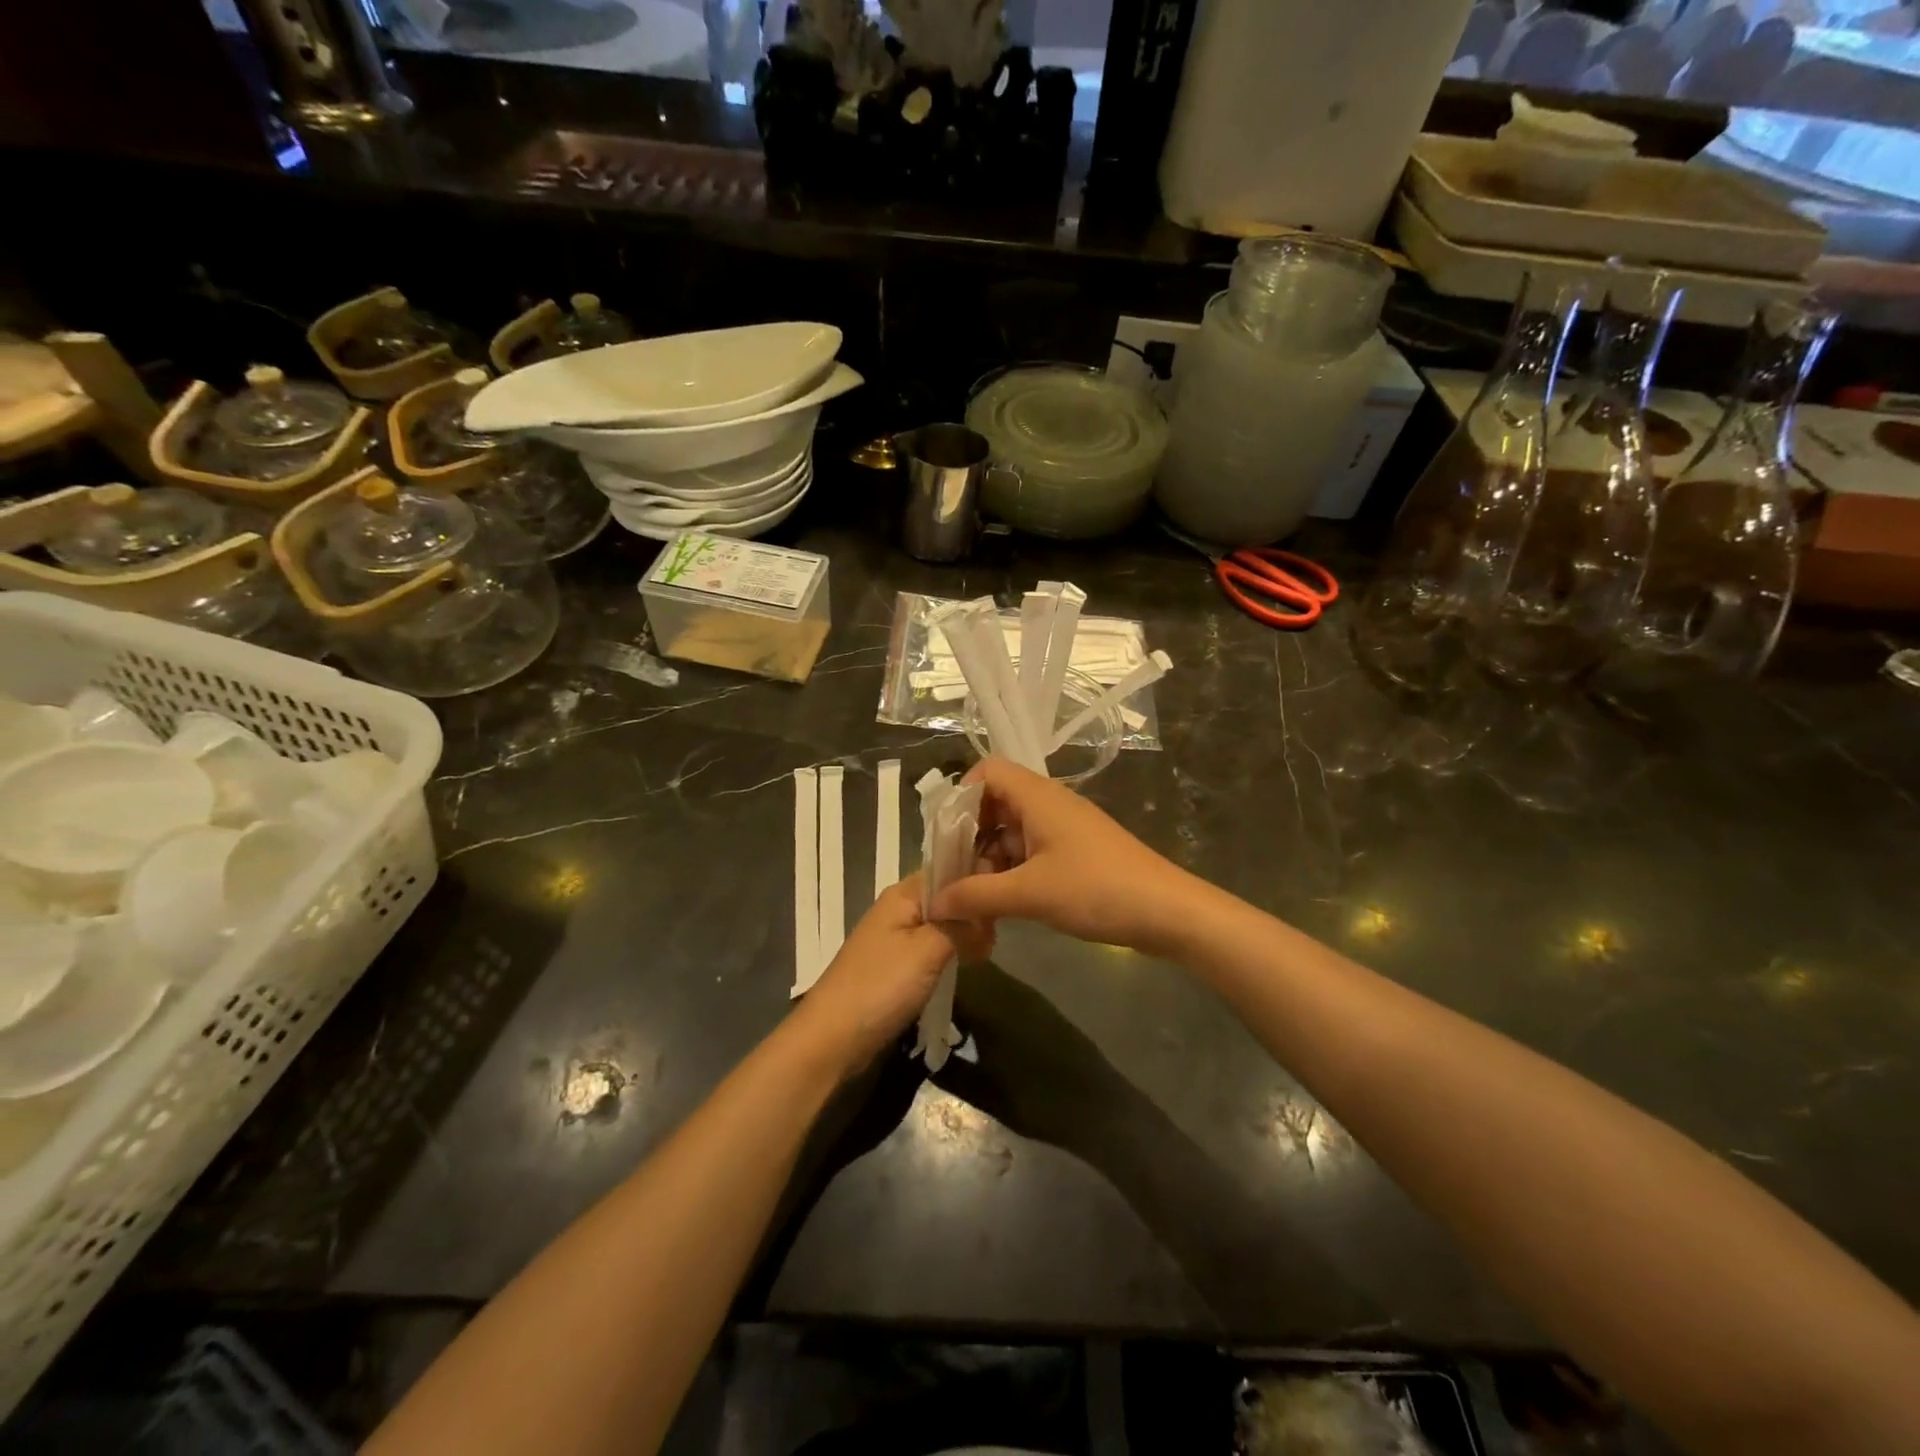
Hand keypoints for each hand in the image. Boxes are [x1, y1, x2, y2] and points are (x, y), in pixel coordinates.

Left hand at [787, 875, 990, 1078]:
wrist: (832, 1038)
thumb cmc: (880, 987)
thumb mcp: (928, 950)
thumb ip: (961, 925)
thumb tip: (986, 912)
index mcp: (903, 894)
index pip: (948, 869)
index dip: (977, 878)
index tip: (1005, 899)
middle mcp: (898, 908)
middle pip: (947, 898)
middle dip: (973, 912)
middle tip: (994, 938)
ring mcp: (895, 937)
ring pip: (941, 924)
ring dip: (963, 935)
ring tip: (984, 954)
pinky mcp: (896, 965)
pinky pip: (931, 947)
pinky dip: (950, 953)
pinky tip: (965, 967)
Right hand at [928, 758, 1199, 954]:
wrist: (1166, 911)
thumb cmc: (1096, 889)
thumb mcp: (1029, 893)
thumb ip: (976, 895)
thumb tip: (933, 902)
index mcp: (1037, 796)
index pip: (987, 771)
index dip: (961, 796)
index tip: (945, 836)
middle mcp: (1049, 804)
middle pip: (995, 802)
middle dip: (970, 836)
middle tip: (954, 873)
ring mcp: (1063, 828)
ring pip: (1011, 831)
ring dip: (989, 858)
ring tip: (975, 896)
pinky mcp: (1074, 852)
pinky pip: (1030, 851)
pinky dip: (1011, 871)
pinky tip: (1002, 903)